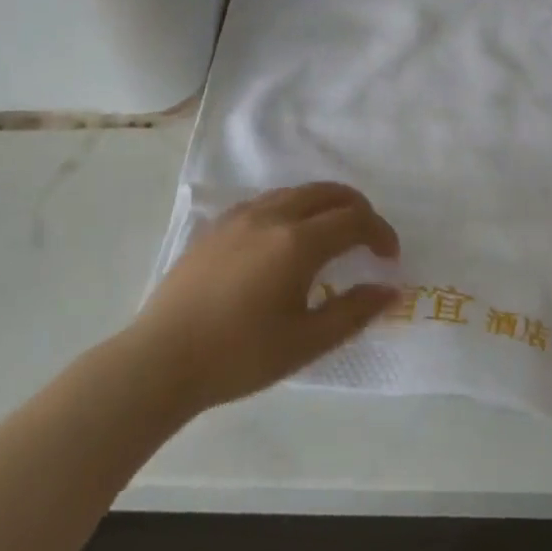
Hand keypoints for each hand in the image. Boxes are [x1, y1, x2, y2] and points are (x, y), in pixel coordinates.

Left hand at [131, 182, 399, 411]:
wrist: (161, 359)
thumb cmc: (239, 355)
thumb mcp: (305, 342)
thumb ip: (353, 311)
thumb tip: (390, 290)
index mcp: (298, 242)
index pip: (354, 220)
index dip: (380, 234)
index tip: (389, 258)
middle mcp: (272, 216)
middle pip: (328, 192)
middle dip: (358, 209)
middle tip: (369, 239)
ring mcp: (240, 216)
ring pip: (296, 192)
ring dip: (325, 205)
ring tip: (332, 236)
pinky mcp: (217, 225)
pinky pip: (268, 201)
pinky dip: (293, 208)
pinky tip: (286, 240)